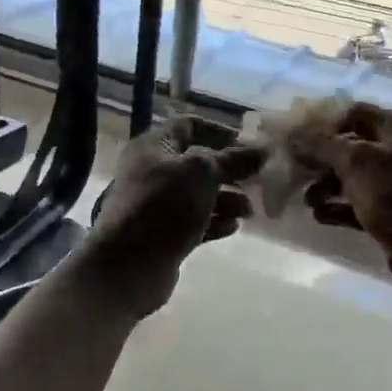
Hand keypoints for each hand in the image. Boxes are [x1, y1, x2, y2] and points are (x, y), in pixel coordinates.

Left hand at [80, 116, 265, 316]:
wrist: (130, 265)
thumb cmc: (164, 206)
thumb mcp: (201, 173)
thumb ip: (233, 160)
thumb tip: (261, 150)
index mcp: (153, 146)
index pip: (189, 125)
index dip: (220, 131)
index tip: (248, 146)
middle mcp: (152, 171)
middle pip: (197, 163)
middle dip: (229, 171)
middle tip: (256, 181)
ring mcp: (156, 205)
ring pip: (198, 194)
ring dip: (227, 199)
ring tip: (249, 211)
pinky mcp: (163, 234)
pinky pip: (194, 221)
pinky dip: (215, 222)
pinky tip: (234, 227)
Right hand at [293, 102, 391, 307]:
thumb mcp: (358, 161)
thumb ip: (323, 144)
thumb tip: (294, 133)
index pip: (354, 113)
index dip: (321, 121)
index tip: (291, 135)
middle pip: (351, 146)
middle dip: (320, 157)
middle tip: (291, 169)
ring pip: (352, 178)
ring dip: (325, 185)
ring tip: (305, 199)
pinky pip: (357, 205)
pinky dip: (337, 208)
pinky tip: (318, 215)